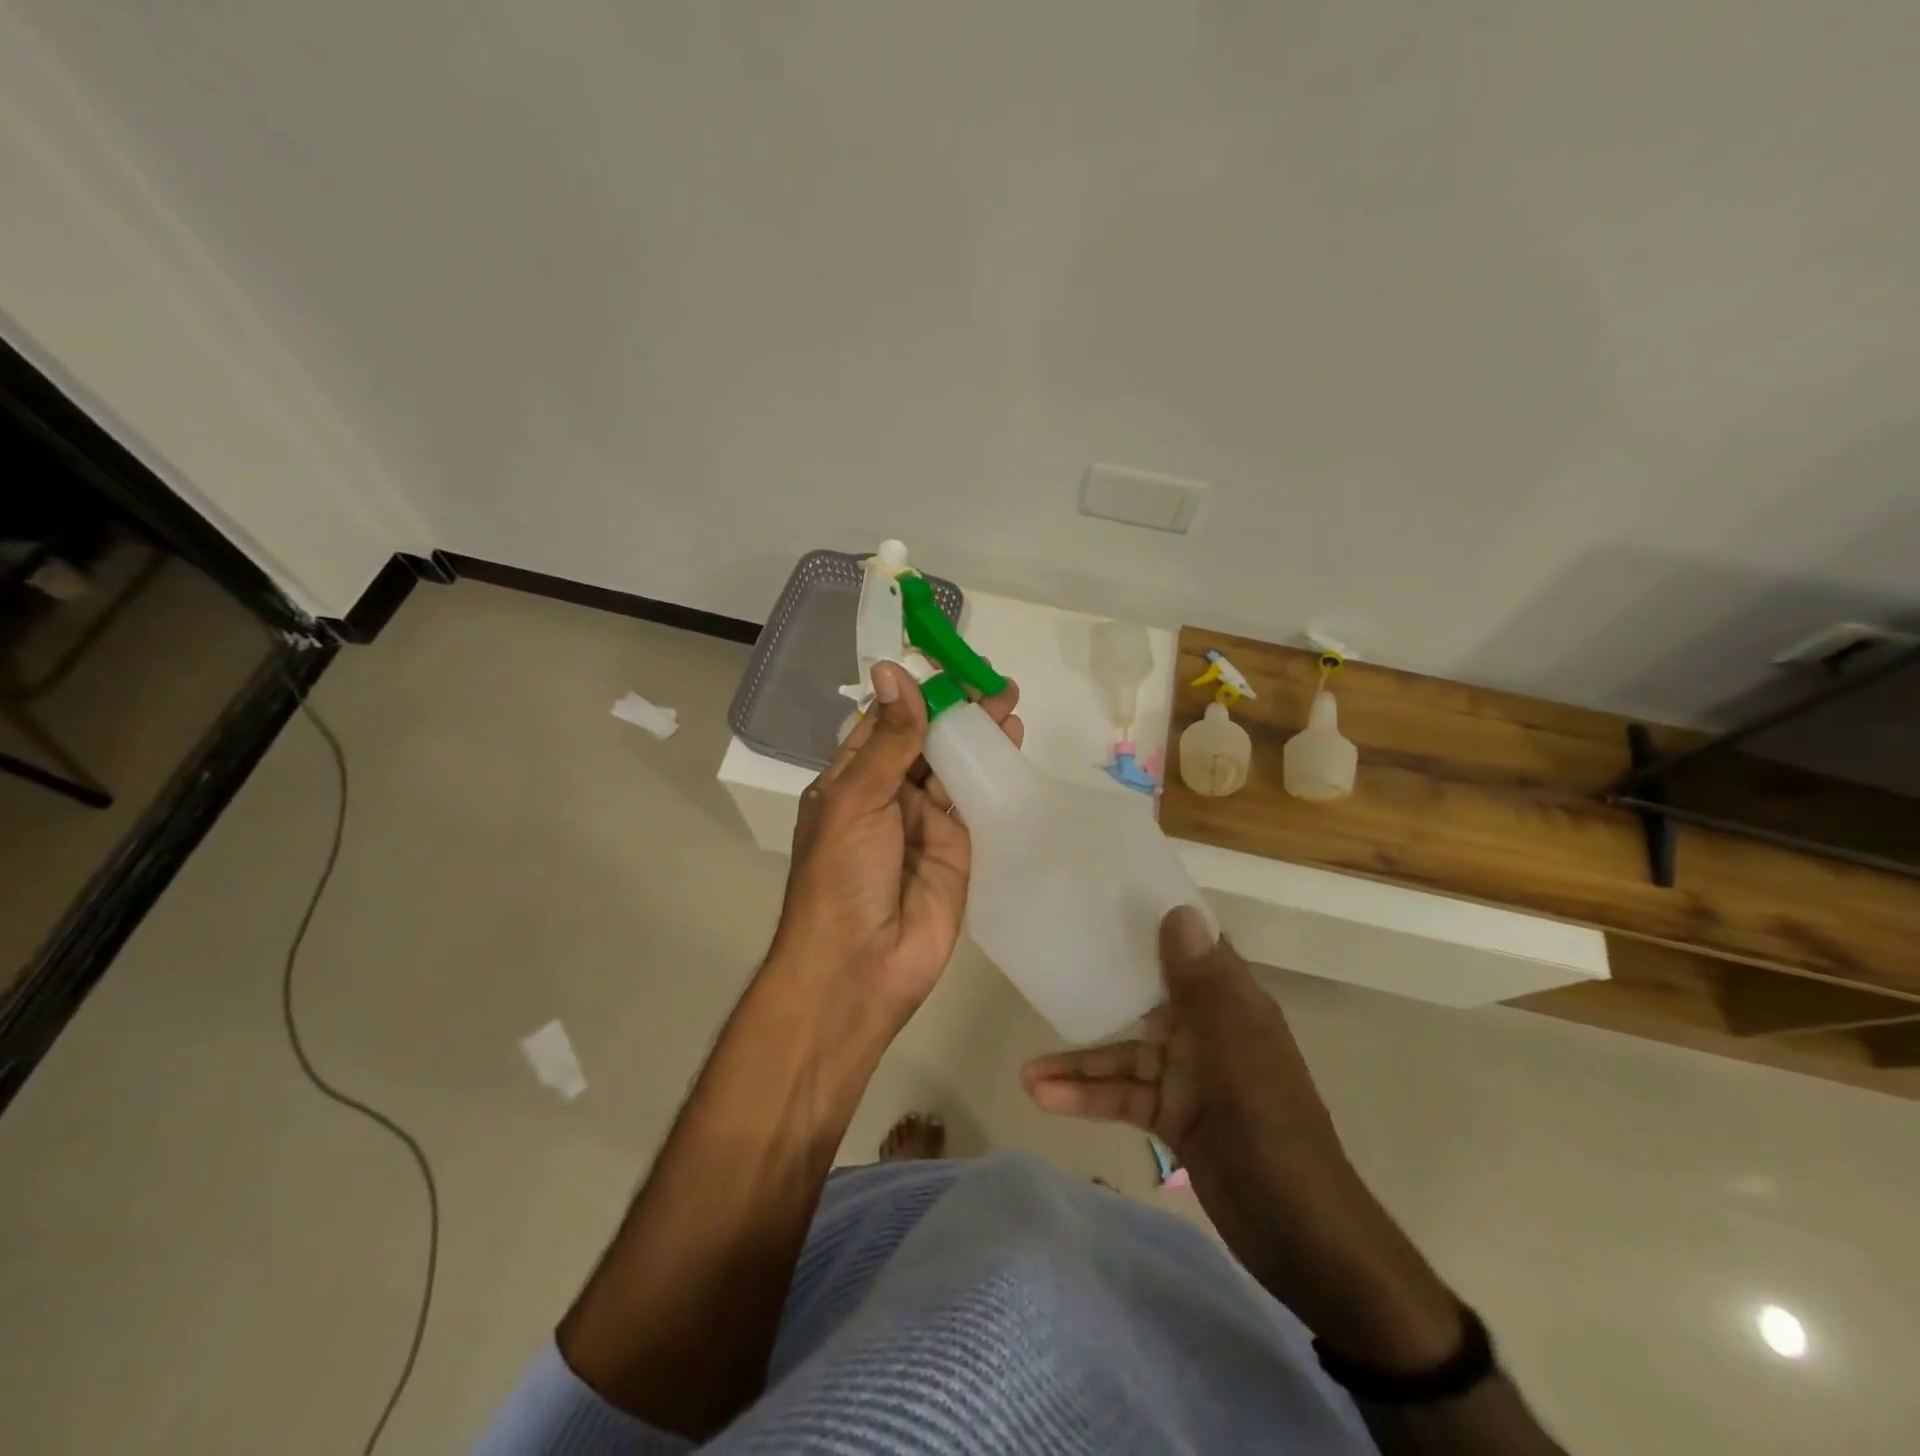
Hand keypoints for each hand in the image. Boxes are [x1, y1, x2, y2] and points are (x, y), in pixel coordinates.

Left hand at [769, 660, 1022, 1028]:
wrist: (860, 968)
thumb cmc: (841, 876)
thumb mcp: (857, 799)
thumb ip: (888, 739)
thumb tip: (894, 670)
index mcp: (852, 780)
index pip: (886, 723)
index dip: (916, 693)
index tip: (949, 663)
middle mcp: (889, 797)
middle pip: (927, 742)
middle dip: (957, 712)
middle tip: (993, 681)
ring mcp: (926, 824)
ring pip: (956, 768)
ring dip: (980, 737)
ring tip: (1009, 702)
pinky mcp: (960, 850)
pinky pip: (979, 804)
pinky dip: (995, 775)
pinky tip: (1013, 746)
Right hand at [1020, 905, 1337, 1166]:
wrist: (1297, 1229)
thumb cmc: (1268, 1122)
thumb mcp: (1232, 1045)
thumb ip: (1201, 982)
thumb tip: (1178, 911)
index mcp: (1232, 1005)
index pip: (1193, 950)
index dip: (1157, 925)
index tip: (1109, 902)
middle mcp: (1209, 1032)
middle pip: (1148, 998)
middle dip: (1102, 988)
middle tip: (1053, 964)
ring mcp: (1189, 1077)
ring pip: (1126, 1056)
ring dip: (1080, 1063)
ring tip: (1026, 1072)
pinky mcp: (1173, 1118)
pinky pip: (1124, 1097)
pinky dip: (1087, 1099)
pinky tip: (1045, 1098)